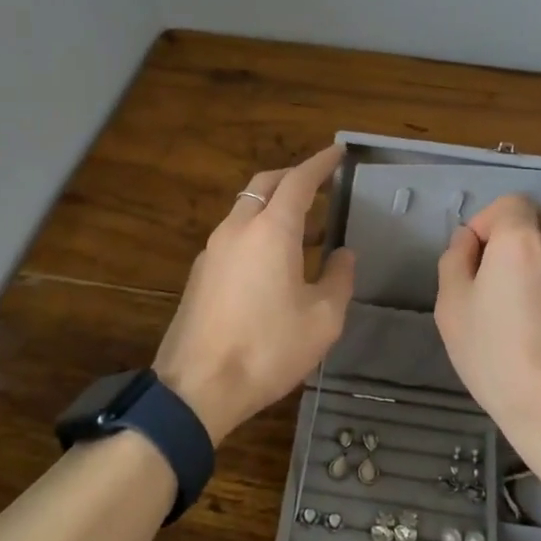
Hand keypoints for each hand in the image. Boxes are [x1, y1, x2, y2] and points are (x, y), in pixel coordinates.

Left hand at [154, 144, 356, 443]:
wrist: (197, 387)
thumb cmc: (268, 349)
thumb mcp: (322, 319)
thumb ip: (339, 278)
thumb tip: (343, 254)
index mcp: (270, 230)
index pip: (298, 181)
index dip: (320, 164)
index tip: (338, 152)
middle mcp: (237, 228)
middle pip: (265, 184)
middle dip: (294, 176)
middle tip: (321, 183)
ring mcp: (213, 249)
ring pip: (246, 208)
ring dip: (273, 204)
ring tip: (304, 225)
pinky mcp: (200, 272)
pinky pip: (234, 234)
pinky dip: (257, 229)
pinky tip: (273, 259)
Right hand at [435, 195, 540, 460]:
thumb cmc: (497, 359)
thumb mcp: (452, 308)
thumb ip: (456, 258)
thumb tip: (470, 239)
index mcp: (521, 240)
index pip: (510, 202)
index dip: (490, 221)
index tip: (478, 254)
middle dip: (522, 233)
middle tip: (505, 273)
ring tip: (536, 303)